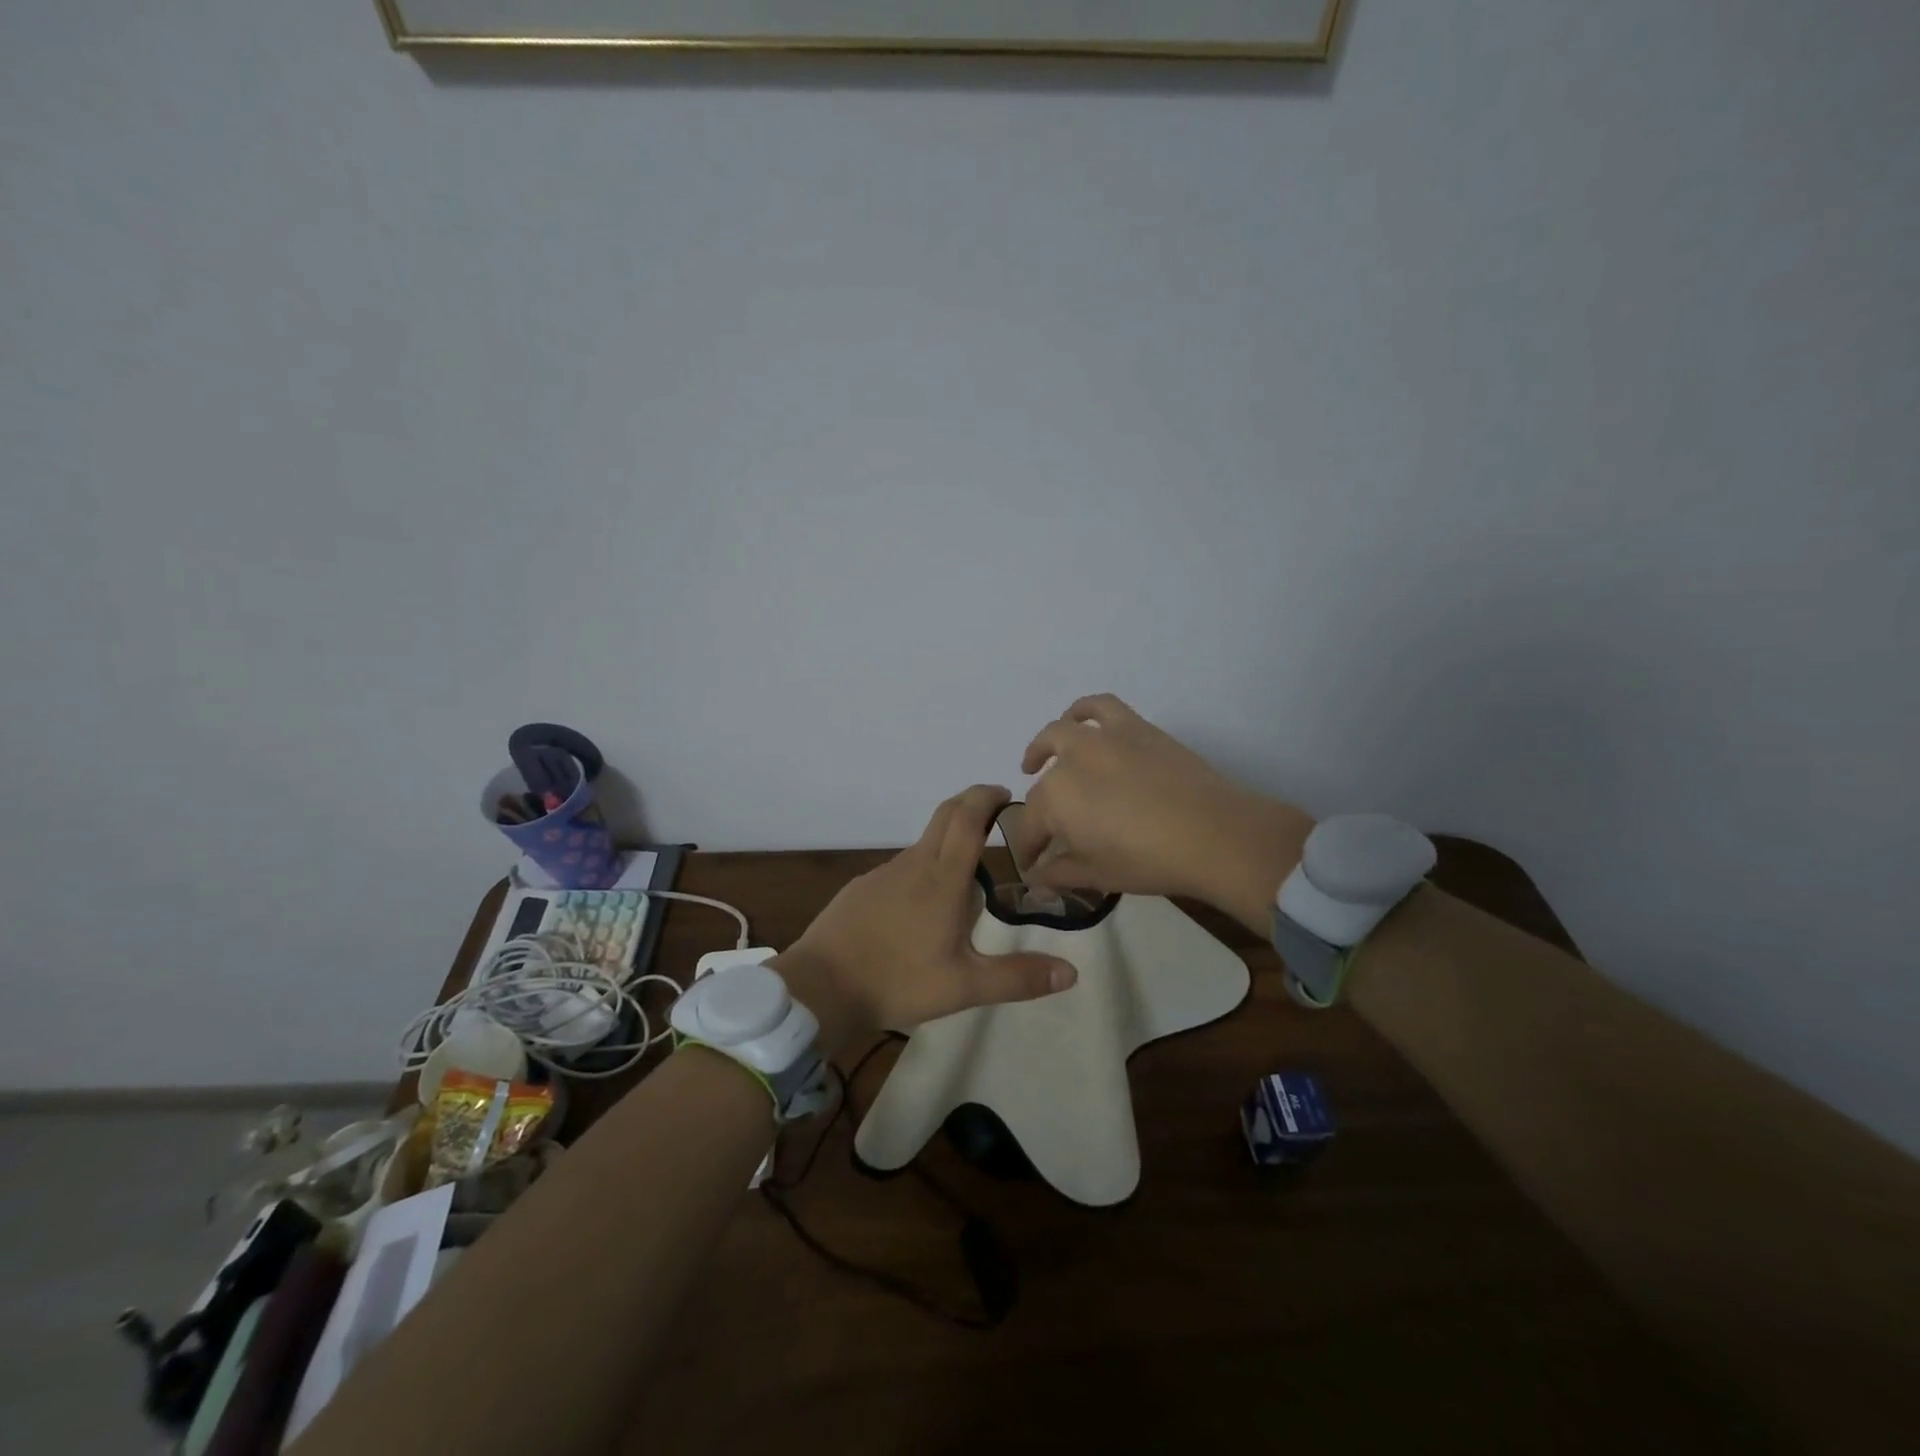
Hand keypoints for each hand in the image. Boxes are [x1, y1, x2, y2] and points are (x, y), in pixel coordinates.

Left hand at [771, 785, 1077, 1056]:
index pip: (969, 818)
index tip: (1005, 793)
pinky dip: (922, 869)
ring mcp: (883, 873)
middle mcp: (914, 864)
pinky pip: (901, 867)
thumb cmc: (897, 980)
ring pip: (924, 844)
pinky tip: (921, 907)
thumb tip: (1071, 972)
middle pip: (945, 816)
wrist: (819, 986)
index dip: (987, 798)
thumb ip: (1017, 978)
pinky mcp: (862, 887)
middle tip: (994, 813)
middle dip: (971, 804)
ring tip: (968, 874)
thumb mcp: (964, 987)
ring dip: (948, 841)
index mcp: (943, 878)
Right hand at [1015, 694, 1313, 934]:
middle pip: (1044, 784)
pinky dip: (1082, 711)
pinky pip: (1099, 707)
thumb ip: (1060, 874)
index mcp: (1055, 800)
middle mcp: (1070, 760)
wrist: (1212, 834)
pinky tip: (1079, 722)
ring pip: (1059, 734)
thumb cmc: (1149, 861)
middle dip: (1038, 809)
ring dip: (1044, 748)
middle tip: (1046, 829)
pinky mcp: (1133, 726)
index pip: (1029, 828)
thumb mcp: (1098, 875)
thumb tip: (1037, 880)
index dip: (1028, 851)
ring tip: (1041, 760)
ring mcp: (1101, 738)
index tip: (1032, 868)